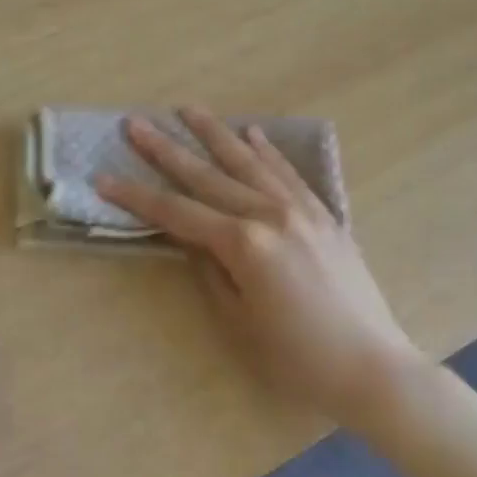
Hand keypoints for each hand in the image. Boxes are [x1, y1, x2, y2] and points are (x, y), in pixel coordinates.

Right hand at [95, 107, 426, 427]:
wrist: (372, 367)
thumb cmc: (297, 358)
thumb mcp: (239, 322)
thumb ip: (211, 272)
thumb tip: (192, 239)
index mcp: (244, 244)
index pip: (177, 213)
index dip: (137, 197)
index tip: (104, 177)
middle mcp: (270, 214)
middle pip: (207, 176)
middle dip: (166, 150)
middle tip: (136, 123)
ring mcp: (301, 209)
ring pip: (248, 162)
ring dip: (215, 133)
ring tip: (188, 109)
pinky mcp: (324, 214)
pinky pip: (289, 173)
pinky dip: (268, 151)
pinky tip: (252, 133)